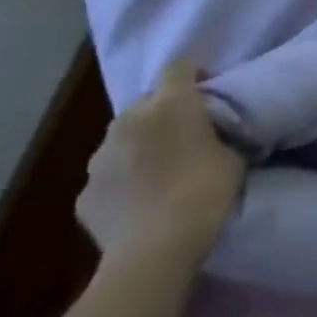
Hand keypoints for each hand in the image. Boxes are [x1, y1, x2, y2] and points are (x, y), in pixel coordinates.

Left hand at [77, 60, 244, 269]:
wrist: (155, 250)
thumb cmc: (204, 192)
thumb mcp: (234, 156)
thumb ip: (221, 135)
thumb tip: (216, 135)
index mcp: (170, 104)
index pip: (179, 65)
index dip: (194, 72)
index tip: (208, 88)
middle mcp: (128, 122)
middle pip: (147, 102)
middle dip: (163, 112)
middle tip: (186, 134)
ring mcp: (99, 159)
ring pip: (122, 139)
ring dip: (139, 146)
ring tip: (160, 171)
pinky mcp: (83, 194)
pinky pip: (108, 176)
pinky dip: (122, 182)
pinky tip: (139, 202)